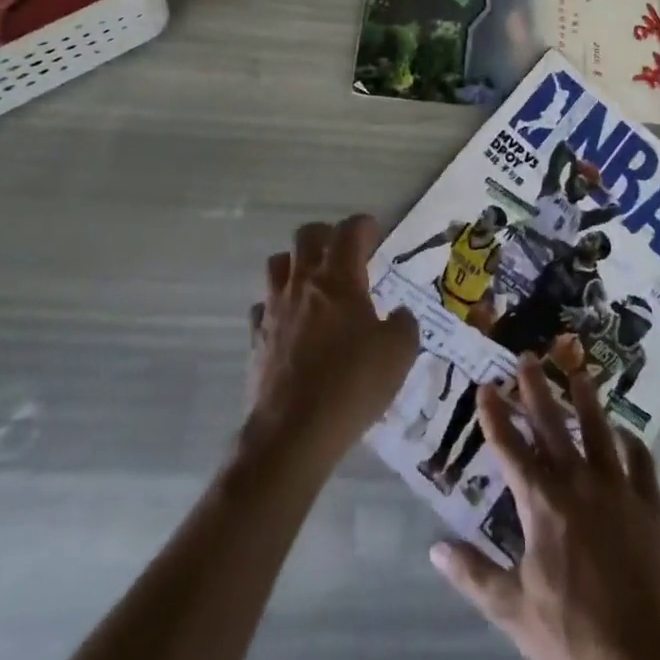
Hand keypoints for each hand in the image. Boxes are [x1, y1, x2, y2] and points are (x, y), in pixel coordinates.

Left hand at [246, 214, 419, 469]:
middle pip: (306, 236)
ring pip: (278, 264)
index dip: (364, 225)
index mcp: (340, 278)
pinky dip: (277, 305)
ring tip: (313, 281)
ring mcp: (274, 309)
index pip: (350, 231)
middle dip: (327, 235)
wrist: (292, 434)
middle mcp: (303, 283)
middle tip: (344, 252)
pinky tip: (291, 322)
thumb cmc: (351, 385)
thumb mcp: (399, 353)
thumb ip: (403, 324)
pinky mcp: (256, 338)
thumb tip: (398, 315)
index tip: (374, 231)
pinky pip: (263, 305)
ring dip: (296, 264)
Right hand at [429, 359, 659, 659]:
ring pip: (598, 428)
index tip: (485, 385)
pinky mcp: (649, 502)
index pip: (510, 448)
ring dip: (586, 398)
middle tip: (527, 356)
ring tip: (577, 372)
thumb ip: (475, 575)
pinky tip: (625, 430)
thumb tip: (435, 548)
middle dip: (535, 388)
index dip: (495, 415)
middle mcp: (578, 481)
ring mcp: (617, 487)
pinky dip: (632, 440)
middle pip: (552, 424)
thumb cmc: (571, 635)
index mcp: (542, 503)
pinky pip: (641, 459)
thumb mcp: (513, 610)